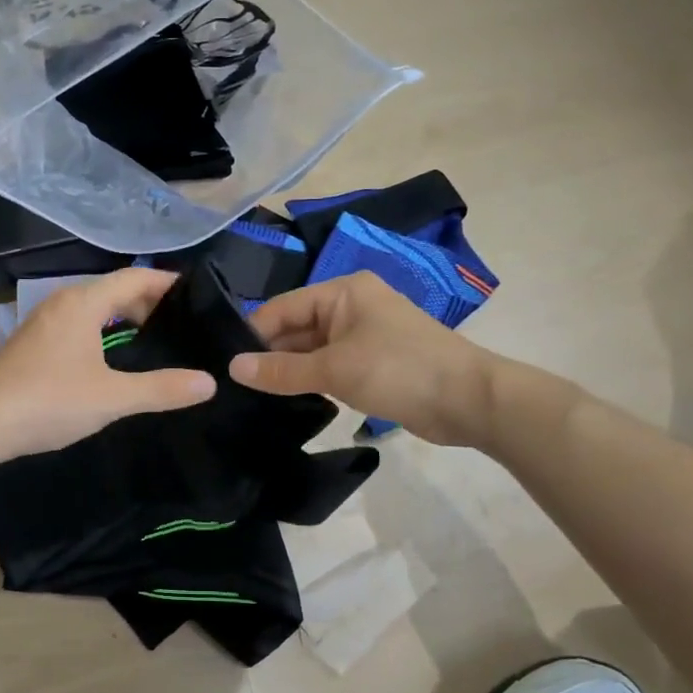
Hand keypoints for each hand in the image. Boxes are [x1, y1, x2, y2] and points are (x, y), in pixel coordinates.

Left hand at [0, 268, 216, 462]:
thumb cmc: (49, 401)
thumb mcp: (112, 397)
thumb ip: (162, 389)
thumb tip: (209, 383)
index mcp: (83, 302)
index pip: (135, 278)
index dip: (168, 283)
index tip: (197, 295)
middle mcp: (62, 302)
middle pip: (114, 290)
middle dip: (149, 303)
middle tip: (183, 325)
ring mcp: (43, 322)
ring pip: (94, 308)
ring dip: (124, 318)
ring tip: (155, 340)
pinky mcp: (32, 344)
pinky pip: (78, 325)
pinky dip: (103, 331)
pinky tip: (112, 359)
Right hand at [230, 272, 497, 446]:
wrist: (469, 400)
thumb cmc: (399, 370)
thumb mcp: (334, 370)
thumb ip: (282, 370)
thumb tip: (232, 369)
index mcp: (343, 291)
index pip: (282, 307)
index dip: (252, 334)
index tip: (222, 364)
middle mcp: (351, 306)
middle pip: (296, 327)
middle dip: (268, 354)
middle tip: (232, 385)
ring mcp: (363, 335)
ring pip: (311, 350)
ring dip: (288, 370)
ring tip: (249, 396)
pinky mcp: (372, 363)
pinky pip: (329, 366)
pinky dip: (310, 380)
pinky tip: (285, 400)